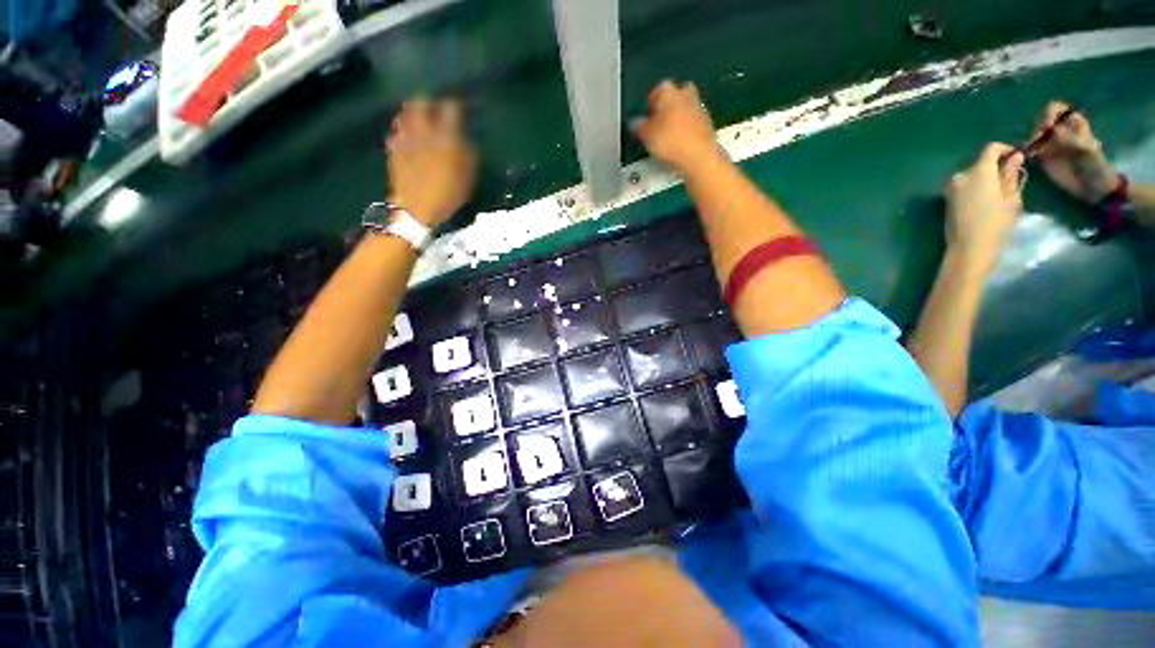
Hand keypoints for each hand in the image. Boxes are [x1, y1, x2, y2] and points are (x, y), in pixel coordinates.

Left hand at [386, 99, 476, 226]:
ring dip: (413, 113)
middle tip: (437, 108)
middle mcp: (423, 129)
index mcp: (445, 135)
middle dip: (430, 101)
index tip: (462, 108)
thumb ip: (469, 153)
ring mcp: (405, 137)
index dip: (458, 105)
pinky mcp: (393, 148)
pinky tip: (408, 138)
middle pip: (422, 101)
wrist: (418, 209)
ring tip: (420, 120)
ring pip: (405, 113)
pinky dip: (403, 130)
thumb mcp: (468, 176)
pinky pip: (396, 131)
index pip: (451, 107)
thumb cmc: (449, 194)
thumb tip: (467, 140)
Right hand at [635, 81, 724, 174]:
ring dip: (674, 120)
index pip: (653, 93)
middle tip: (655, 129)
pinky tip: (679, 144)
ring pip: (681, 109)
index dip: (647, 109)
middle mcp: (684, 91)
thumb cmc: (670, 141)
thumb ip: (638, 127)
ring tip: (667, 140)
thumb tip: (635, 123)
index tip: (644, 123)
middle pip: (670, 100)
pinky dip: (684, 129)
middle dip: (662, 112)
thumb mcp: (646, 136)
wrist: (699, 155)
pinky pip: (690, 122)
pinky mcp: (706, 120)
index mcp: (668, 90)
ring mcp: (698, 105)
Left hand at [944, 143, 1024, 272]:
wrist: (968, 249)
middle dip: (996, 166)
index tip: (1018, 156)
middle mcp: (960, 176)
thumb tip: (1015, 156)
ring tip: (1000, 192)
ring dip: (986, 178)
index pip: (990, 149)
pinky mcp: (947, 201)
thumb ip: (1011, 174)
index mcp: (977, 172)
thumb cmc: (996, 224)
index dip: (1005, 149)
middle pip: (980, 163)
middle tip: (1012, 178)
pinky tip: (986, 201)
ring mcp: (950, 189)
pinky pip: (965, 187)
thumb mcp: (1011, 198)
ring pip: (972, 175)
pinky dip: (976, 188)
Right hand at [1033, 101, 1119, 203]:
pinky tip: (1027, 157)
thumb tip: (1050, 130)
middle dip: (1037, 129)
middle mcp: (1060, 130)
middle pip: (1041, 120)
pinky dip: (1026, 151)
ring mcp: (1051, 143)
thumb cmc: (1094, 165)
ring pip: (1035, 134)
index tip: (1046, 127)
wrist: (1093, 185)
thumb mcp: (1085, 149)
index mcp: (1073, 123)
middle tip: (1037, 141)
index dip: (1048, 115)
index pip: (1055, 109)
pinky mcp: (1043, 157)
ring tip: (1031, 151)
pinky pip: (1031, 149)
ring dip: (1030, 140)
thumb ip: (1069, 138)